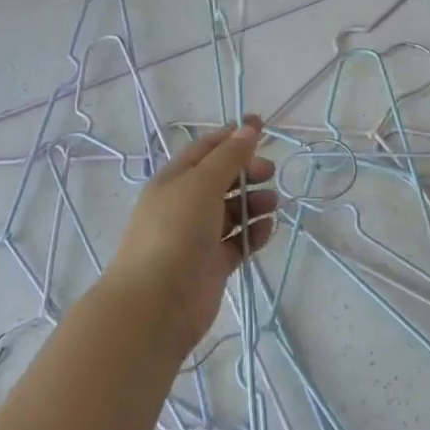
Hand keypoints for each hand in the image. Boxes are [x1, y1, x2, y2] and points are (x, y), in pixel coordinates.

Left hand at [103, 117, 276, 350]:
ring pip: (233, 211)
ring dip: (255, 203)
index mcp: (174, 180)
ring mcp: (199, 236)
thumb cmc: (175, 231)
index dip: (232, 136)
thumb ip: (229, 156)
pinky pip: (239, 241)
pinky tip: (267, 229)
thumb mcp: (202, 183)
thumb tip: (249, 127)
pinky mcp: (213, 264)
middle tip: (270, 173)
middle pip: (222, 179)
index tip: (262, 127)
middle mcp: (185, 205)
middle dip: (248, 172)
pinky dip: (254, 233)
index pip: (205, 149)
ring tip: (272, 204)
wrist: (157, 302)